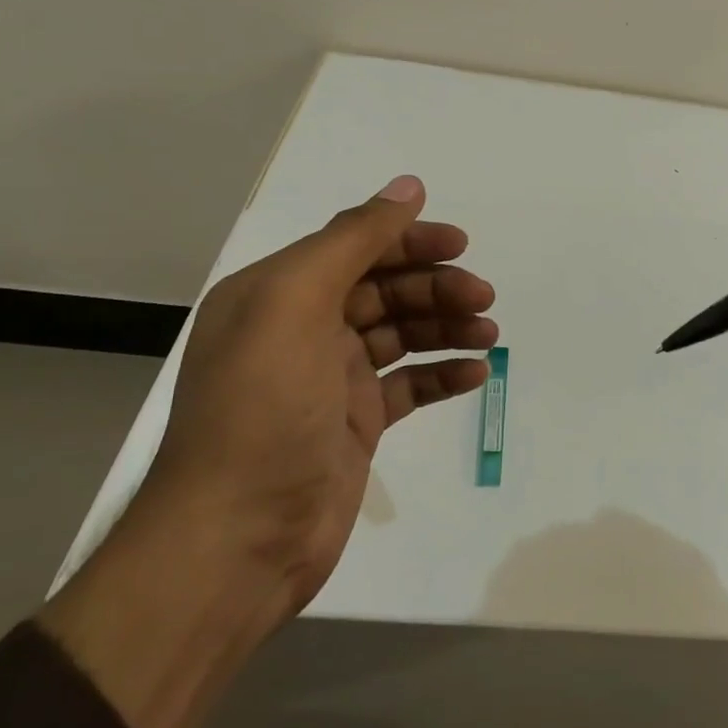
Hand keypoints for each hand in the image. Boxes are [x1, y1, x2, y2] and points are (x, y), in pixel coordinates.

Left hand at [40, 174, 495, 727]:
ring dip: (446, 327)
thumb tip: (408, 186)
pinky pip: (407, 385)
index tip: (459, 245)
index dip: (407, 239)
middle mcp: (301, 330)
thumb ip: (353, 240)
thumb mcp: (297, 305)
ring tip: (489, 334)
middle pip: (383, 289)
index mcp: (276, 293)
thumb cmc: (263, 410)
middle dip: (435, 287)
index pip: (353, 247)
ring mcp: (330, 380)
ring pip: (401, 335)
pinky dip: (442, 374)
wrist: (238, 540)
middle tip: (482, 299)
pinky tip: (476, 373)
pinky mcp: (355, 424)